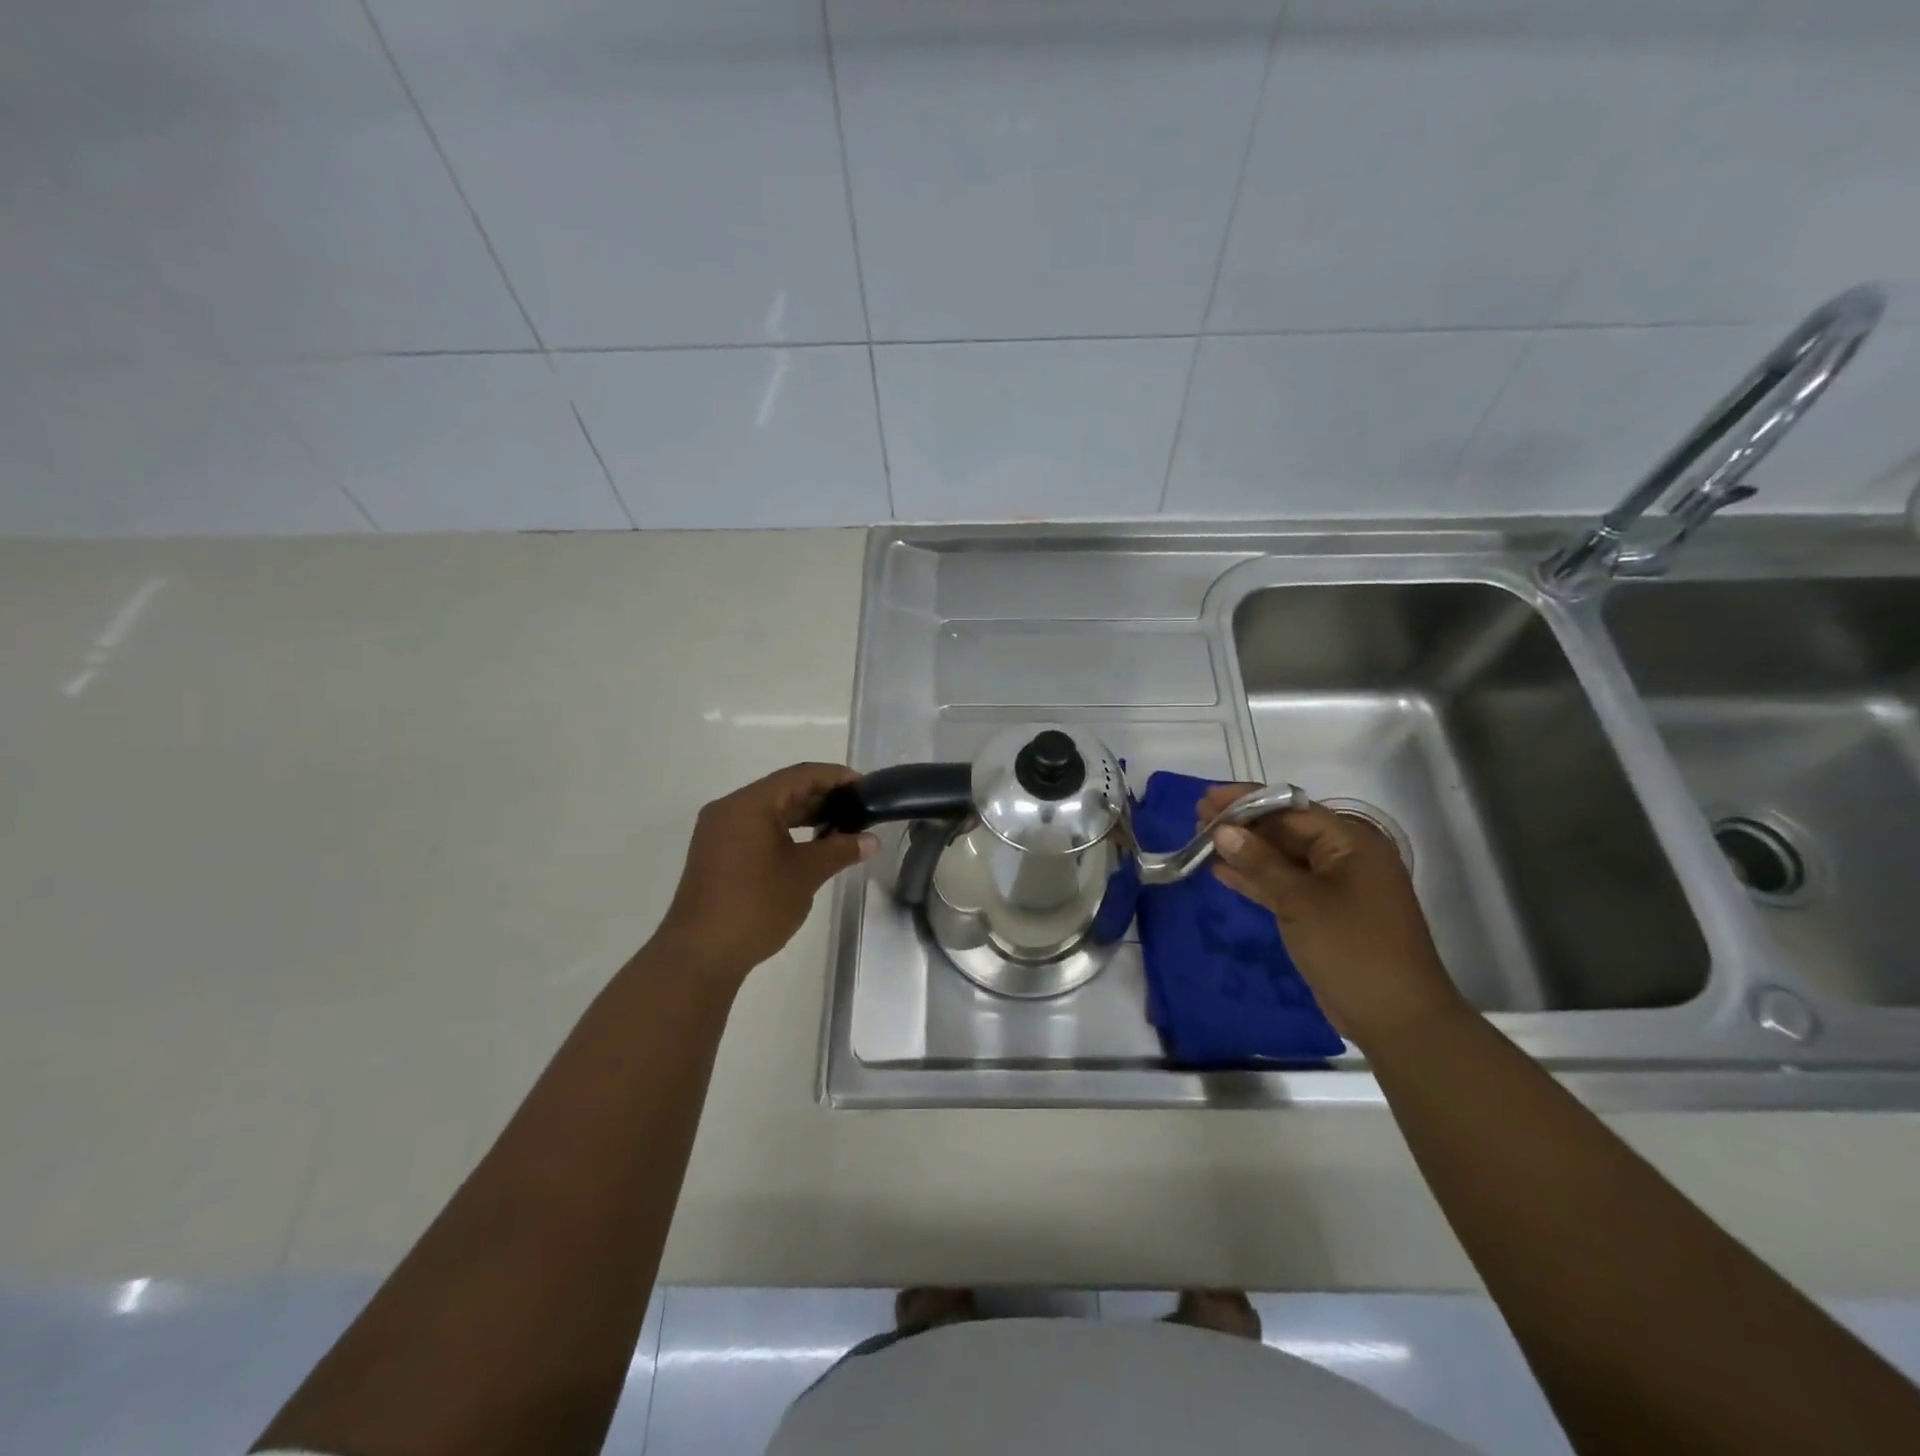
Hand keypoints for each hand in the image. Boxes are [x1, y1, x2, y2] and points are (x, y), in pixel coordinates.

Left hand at [658, 762, 877, 983]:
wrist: (700, 955)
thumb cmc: (755, 906)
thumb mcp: (805, 875)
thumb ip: (839, 850)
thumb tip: (871, 841)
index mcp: (749, 804)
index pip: (800, 775)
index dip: (835, 777)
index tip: (865, 787)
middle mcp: (729, 809)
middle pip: (783, 790)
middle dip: (822, 797)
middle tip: (858, 808)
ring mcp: (718, 832)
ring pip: (769, 811)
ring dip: (804, 815)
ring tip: (840, 826)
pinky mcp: (716, 854)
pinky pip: (756, 829)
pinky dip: (785, 831)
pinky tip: (810, 846)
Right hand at [1199, 785, 1467, 1049]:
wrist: (1396, 1018)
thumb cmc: (1352, 948)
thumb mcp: (1300, 901)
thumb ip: (1260, 862)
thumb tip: (1223, 830)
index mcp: (1352, 843)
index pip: (1292, 809)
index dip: (1248, 801)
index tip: (1207, 799)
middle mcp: (1346, 858)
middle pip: (1287, 830)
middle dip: (1243, 824)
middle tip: (1198, 819)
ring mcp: (1335, 888)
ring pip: (1282, 859)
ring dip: (1245, 851)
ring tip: (1202, 840)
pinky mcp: (1323, 914)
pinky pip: (1285, 885)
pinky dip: (1256, 879)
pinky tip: (1221, 871)